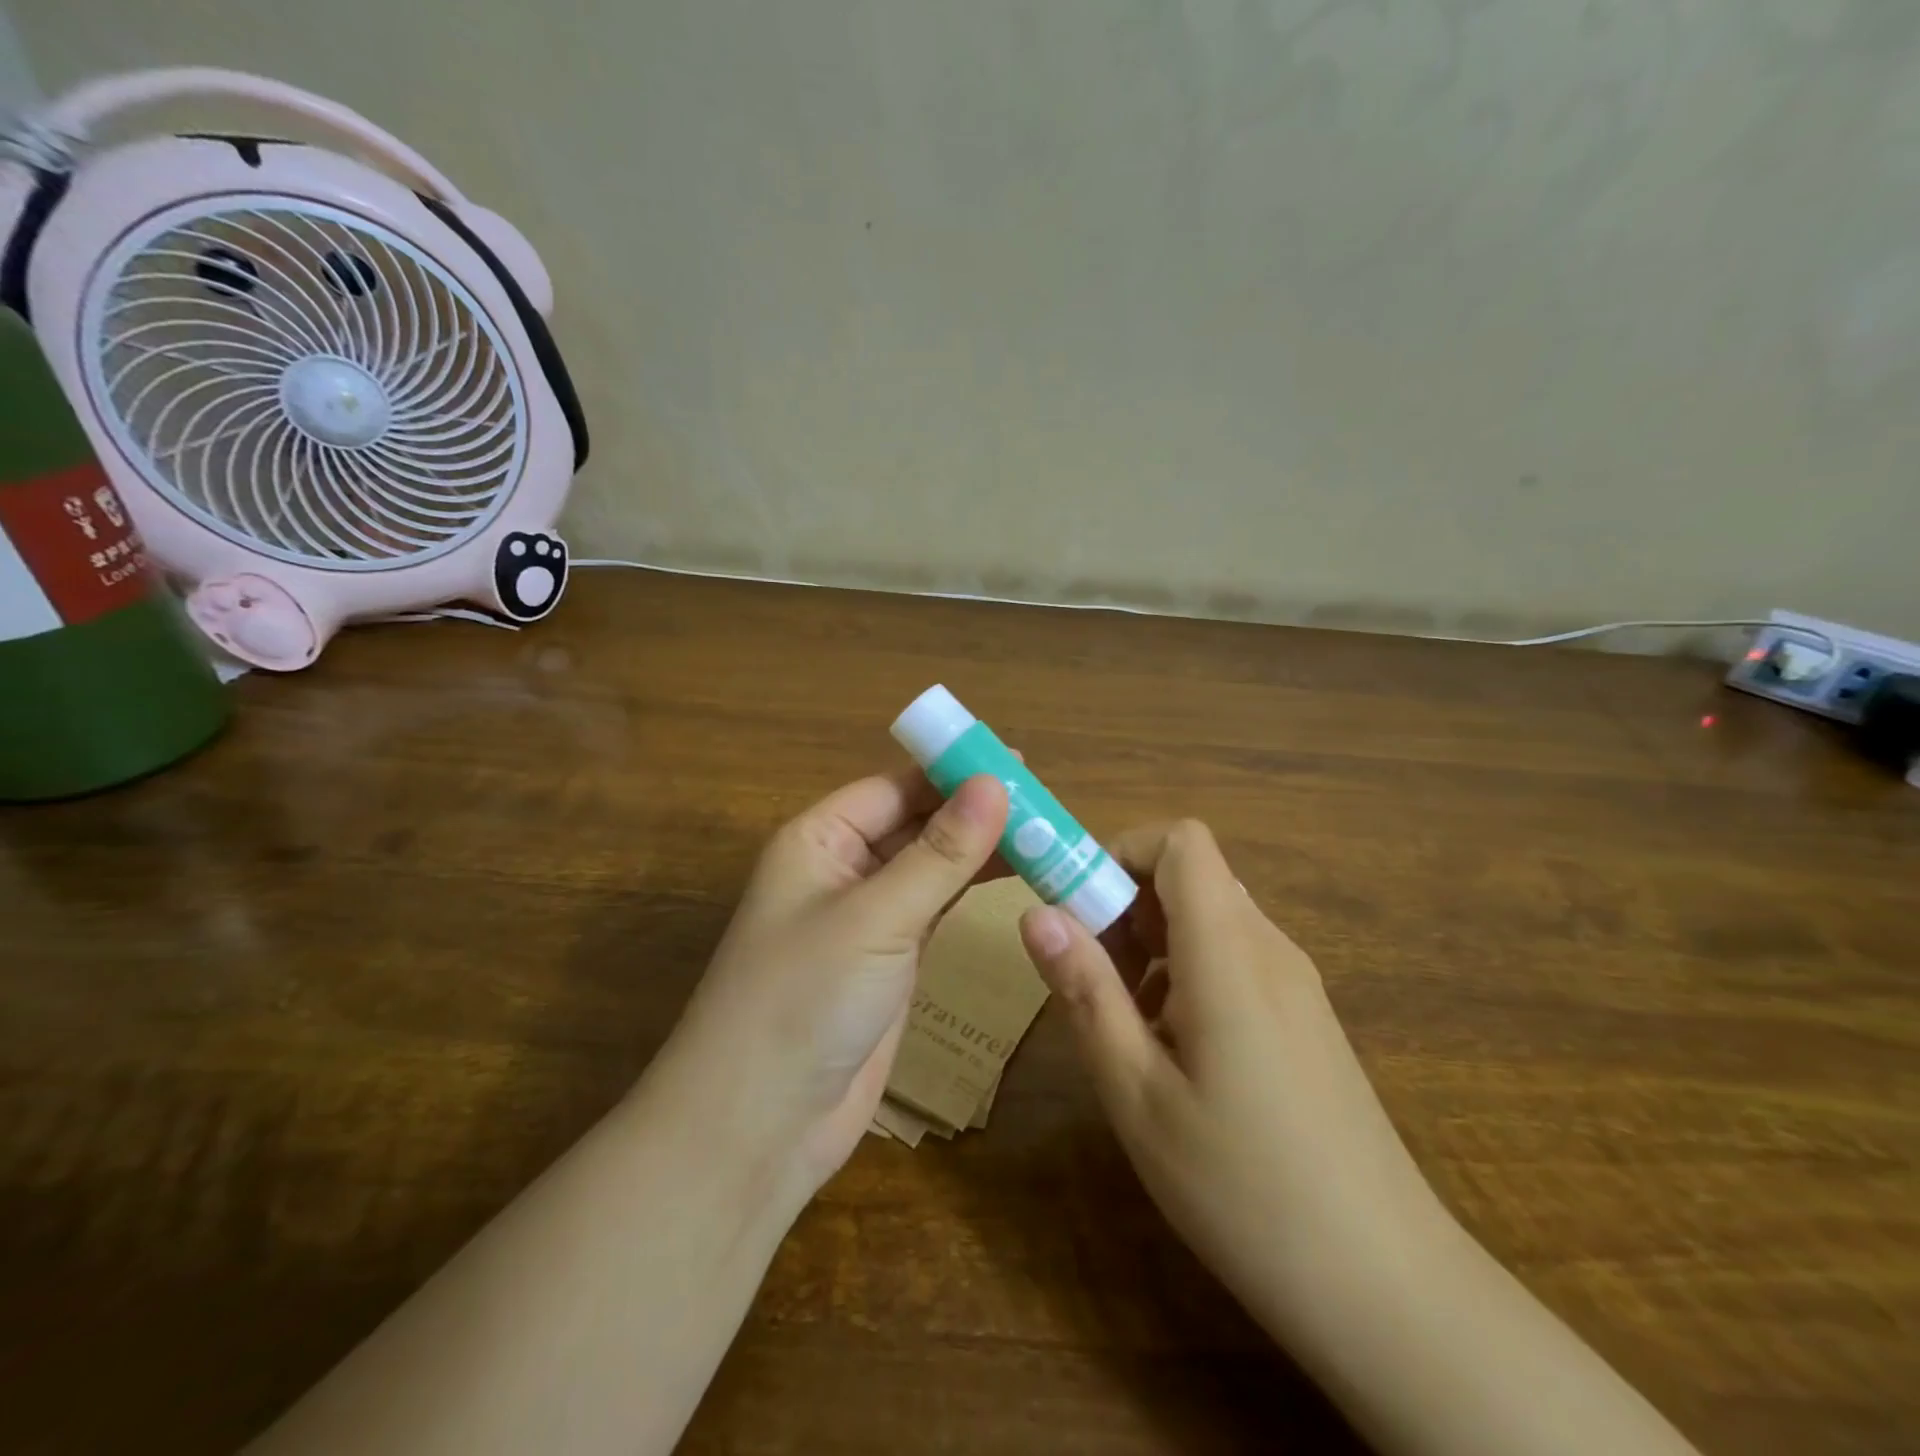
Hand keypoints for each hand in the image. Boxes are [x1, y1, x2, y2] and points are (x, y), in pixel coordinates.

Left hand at [652, 768, 1008, 1201]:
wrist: (760, 1127)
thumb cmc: (804, 1000)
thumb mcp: (876, 917)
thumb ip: (939, 853)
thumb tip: (995, 781)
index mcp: (819, 840)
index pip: (894, 787)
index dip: (953, 772)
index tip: (1020, 764)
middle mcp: (841, 869)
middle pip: (917, 823)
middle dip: (975, 812)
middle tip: (1048, 804)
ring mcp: (868, 917)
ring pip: (933, 866)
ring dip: (982, 851)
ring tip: (1047, 836)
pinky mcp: (891, 960)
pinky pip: (938, 908)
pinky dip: (974, 892)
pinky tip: (1016, 878)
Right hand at [1017, 820, 1453, 1345]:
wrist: (1388, 1289)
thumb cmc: (1245, 1189)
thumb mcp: (1138, 1094)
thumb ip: (1086, 991)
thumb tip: (1037, 912)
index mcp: (1230, 954)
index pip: (1181, 841)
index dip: (1122, 851)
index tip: (1077, 908)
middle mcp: (1269, 949)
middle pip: (1189, 877)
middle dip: (1125, 906)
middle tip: (1090, 978)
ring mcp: (1295, 984)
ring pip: (1208, 919)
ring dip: (1150, 945)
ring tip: (1126, 1026)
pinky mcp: (1305, 1018)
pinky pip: (1233, 959)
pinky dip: (1185, 975)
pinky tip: (1174, 1053)